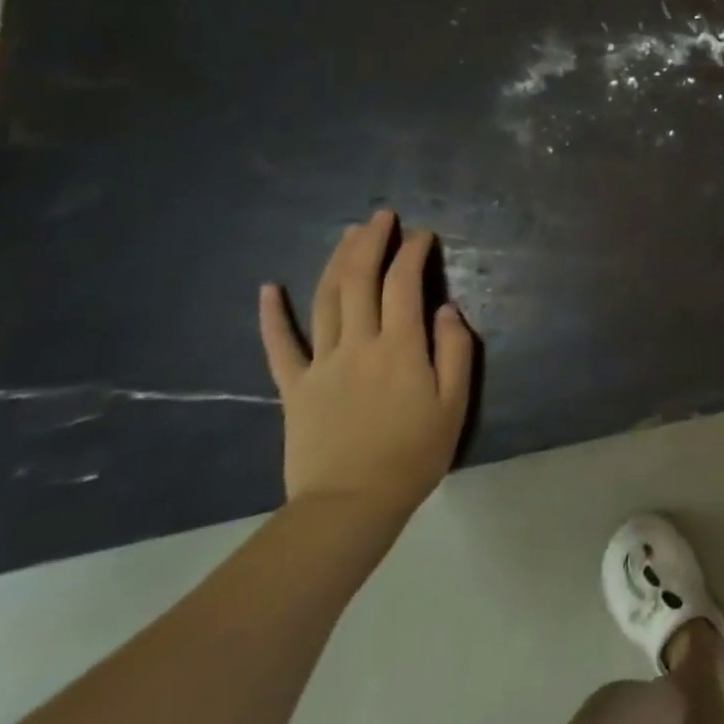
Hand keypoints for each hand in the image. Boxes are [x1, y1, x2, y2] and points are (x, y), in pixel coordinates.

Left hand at [258, 210, 473, 522]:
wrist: (350, 506)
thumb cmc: (413, 455)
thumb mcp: (454, 404)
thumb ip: (454, 351)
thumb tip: (445, 309)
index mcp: (400, 347)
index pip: (404, 284)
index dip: (412, 252)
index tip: (422, 234)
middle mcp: (359, 344)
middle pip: (359, 280)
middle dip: (371, 242)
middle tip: (381, 217)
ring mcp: (321, 364)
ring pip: (325, 300)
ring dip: (335, 262)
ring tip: (347, 235)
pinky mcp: (294, 387)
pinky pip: (279, 346)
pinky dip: (272, 315)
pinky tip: (269, 288)